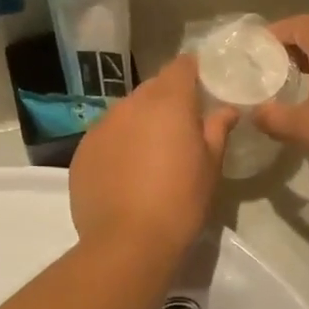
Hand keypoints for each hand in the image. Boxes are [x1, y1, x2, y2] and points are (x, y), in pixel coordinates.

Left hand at [71, 56, 236, 259]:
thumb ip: (217, 130)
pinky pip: (106, 137)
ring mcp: (101, 127)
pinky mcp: (82, 151)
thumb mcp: (210, 167)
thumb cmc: (180, 202)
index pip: (181, 66)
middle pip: (152, 88)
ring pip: (126, 112)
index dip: (194, 72)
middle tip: (182, 126)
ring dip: (140, 122)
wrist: (127, 242)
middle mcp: (130, 105)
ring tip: (152, 153)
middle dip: (167, 100)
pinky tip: (126, 173)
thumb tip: (226, 110)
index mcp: (168, 102)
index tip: (204, 86)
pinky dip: (118, 144)